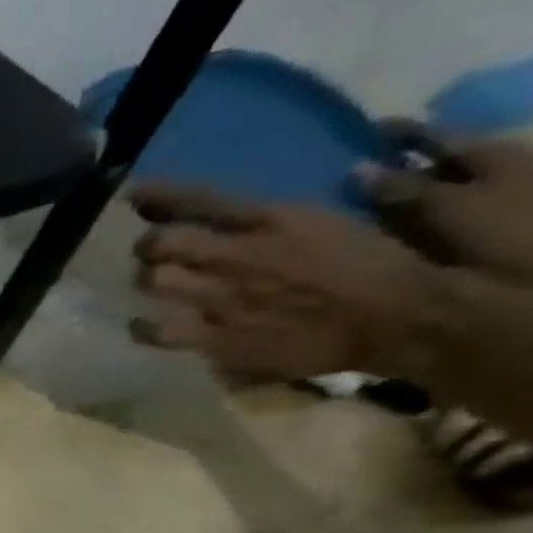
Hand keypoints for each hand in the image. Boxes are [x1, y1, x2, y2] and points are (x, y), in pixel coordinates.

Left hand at [128, 184, 441, 380]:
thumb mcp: (328, 221)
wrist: (399, 318)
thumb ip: (276, 215)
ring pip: (154, 282)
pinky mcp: (217, 339)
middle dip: (149, 246)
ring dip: (149, 282)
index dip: (159, 195)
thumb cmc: (373, 264)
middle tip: (153, 253)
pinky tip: (146, 324)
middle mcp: (238, 256)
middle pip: (161, 243)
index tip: (132, 193)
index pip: (200, 199)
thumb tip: (243, 207)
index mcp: (272, 219)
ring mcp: (222, 299)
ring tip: (156, 285)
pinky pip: (157, 331)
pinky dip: (144, 327)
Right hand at [360, 132, 532, 284]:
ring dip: (400, 199)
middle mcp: (494, 170)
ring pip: (437, 191)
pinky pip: (437, 219)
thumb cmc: (510, 231)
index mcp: (489, 154)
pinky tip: (386, 235)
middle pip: (438, 162)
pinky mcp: (487, 232)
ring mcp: (493, 201)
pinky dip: (410, 222)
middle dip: (397, 168)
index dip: (400, 133)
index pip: (436, 135)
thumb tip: (356, 169)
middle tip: (350, 178)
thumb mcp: (451, 206)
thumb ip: (402, 189)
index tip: (363, 133)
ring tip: (358, 211)